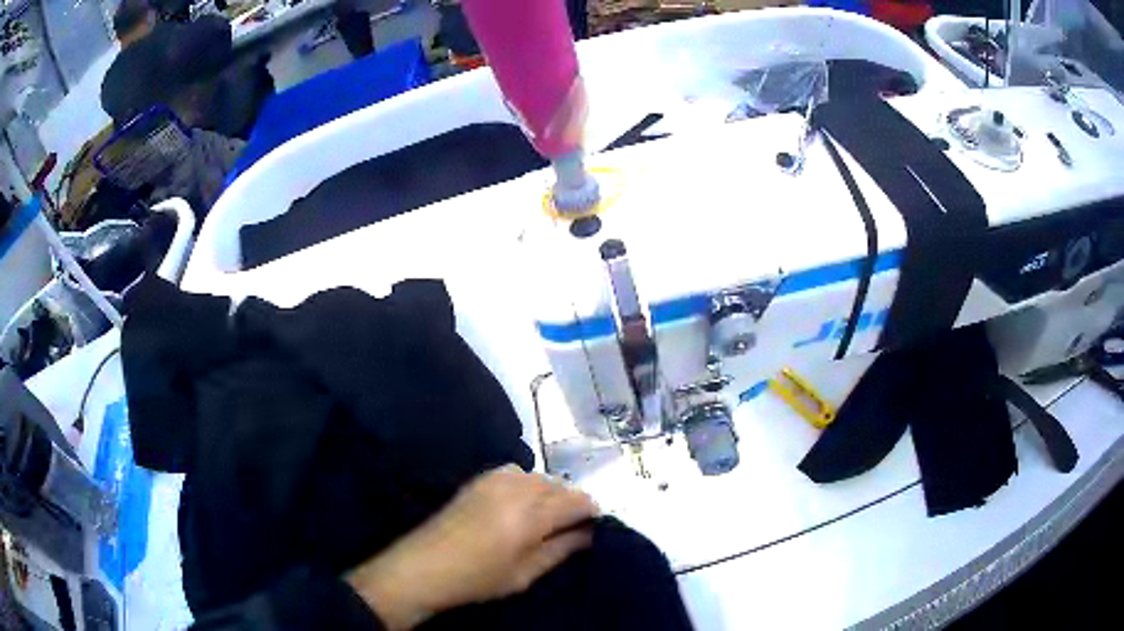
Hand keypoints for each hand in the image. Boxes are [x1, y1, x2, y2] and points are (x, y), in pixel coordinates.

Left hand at [346, 465, 597, 630]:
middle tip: (571, 527)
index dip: (591, 512)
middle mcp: (517, 488)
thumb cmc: (478, 578)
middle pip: (559, 486)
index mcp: (531, 515)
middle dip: (571, 502)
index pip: (577, 501)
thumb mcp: (526, 573)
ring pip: (539, 477)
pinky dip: (527, 484)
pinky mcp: (479, 479)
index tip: (594, 527)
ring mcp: (495, 479)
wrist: (425, 566)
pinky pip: (516, 472)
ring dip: (550, 492)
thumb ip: (561, 549)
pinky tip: (520, 504)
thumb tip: (588, 534)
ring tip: (546, 517)